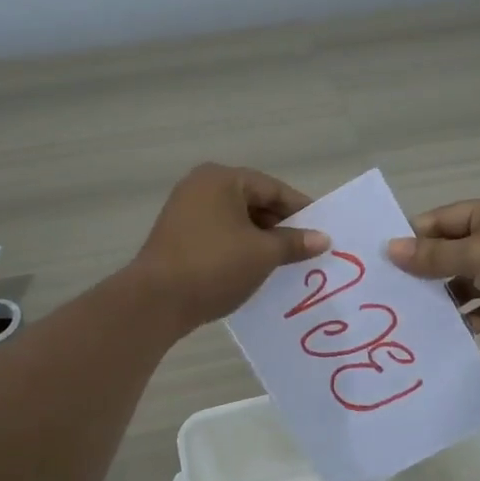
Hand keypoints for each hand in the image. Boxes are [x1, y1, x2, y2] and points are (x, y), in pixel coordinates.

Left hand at [132, 163, 326, 330]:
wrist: (156, 301)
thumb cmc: (215, 266)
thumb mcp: (263, 254)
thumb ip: (294, 243)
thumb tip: (323, 239)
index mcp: (222, 179)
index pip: (273, 189)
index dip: (301, 211)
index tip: (322, 232)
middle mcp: (200, 187)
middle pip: (254, 202)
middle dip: (280, 227)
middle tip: (306, 250)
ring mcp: (185, 211)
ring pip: (236, 221)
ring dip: (261, 240)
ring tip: (284, 264)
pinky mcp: (177, 237)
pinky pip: (219, 235)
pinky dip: (239, 249)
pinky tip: (255, 270)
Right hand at [387, 195, 479, 349]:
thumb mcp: (476, 254)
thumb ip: (433, 256)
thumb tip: (391, 249)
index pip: (443, 220)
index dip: (414, 237)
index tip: (384, 260)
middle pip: (454, 251)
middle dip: (427, 271)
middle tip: (392, 293)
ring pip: (470, 282)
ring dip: (448, 298)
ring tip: (414, 317)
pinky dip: (472, 318)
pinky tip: (449, 333)